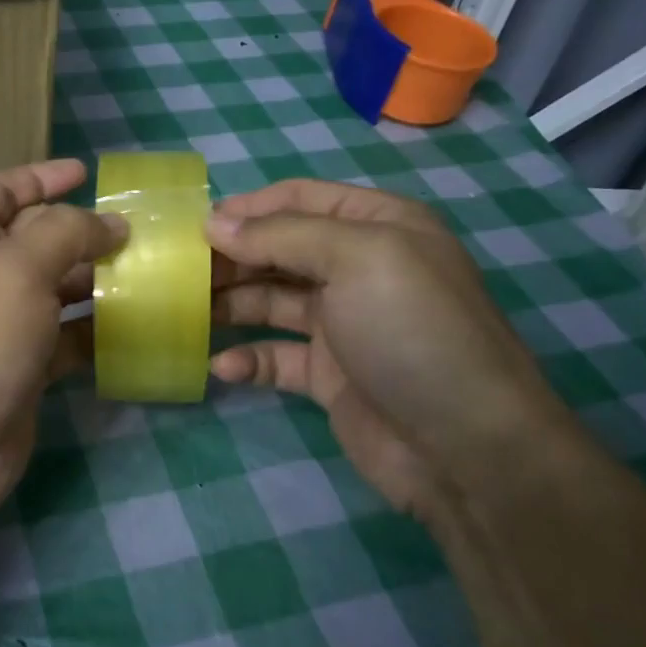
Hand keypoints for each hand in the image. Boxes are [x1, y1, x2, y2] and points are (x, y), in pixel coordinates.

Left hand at [0, 159, 125, 528]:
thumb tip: (110, 223)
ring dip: (98, 281)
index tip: (87, 172)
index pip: (2, 191)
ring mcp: (1, 327)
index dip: (41, 177)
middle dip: (84, 231)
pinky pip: (67, 338)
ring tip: (152, 272)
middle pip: (37, 239)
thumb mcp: (14, 269)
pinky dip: (98, 330)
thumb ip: (65, 233)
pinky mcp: (23, 370)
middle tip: (142, 230)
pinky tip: (138, 325)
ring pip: (57, 290)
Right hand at [206, 180, 572, 518]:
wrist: (466, 447)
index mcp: (377, 227)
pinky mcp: (328, 375)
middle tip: (178, 271)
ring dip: (230, 303)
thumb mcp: (355, 259)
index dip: (247, 207)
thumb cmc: (412, 331)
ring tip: (185, 311)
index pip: (299, 199)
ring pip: (270, 301)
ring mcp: (343, 324)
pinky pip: (275, 356)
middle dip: (231, 256)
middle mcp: (359, 268)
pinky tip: (222, 366)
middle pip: (278, 249)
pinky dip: (247, 358)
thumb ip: (281, 235)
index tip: (195, 225)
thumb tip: (214, 223)